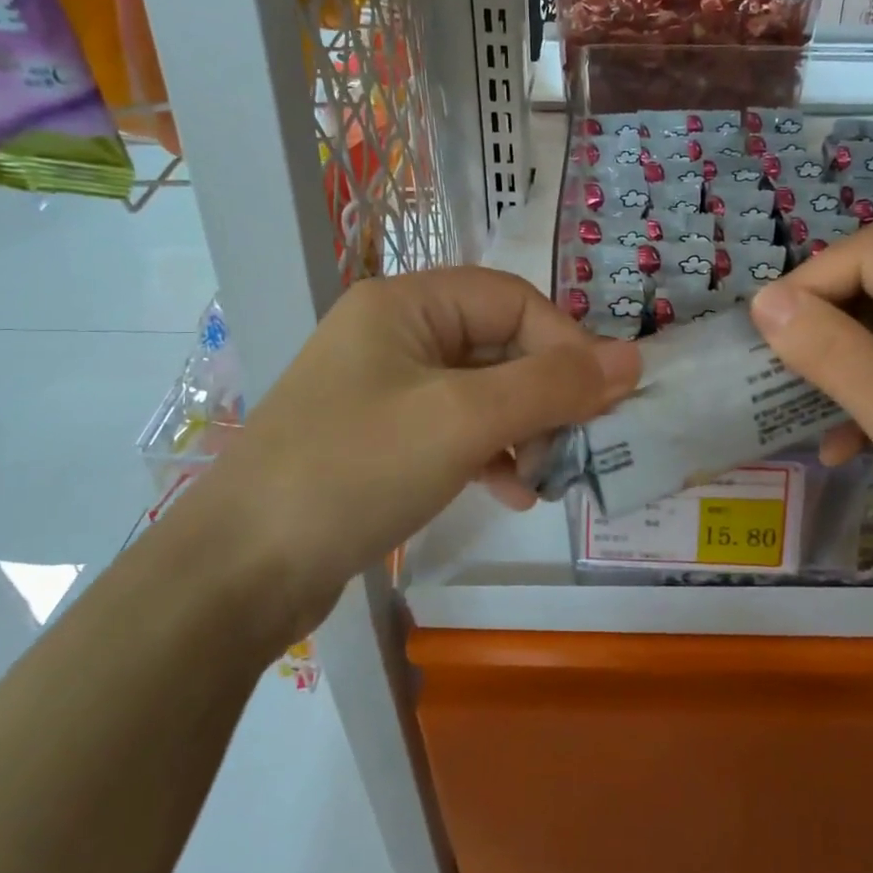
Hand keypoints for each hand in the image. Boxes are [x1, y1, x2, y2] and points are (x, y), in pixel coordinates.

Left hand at [175, 268, 639, 644]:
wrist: (240, 572)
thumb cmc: (355, 471)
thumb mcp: (463, 420)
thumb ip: (552, 385)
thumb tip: (633, 357)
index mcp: (406, 304)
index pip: (513, 300)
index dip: (565, 344)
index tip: (602, 400)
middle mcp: (395, 334)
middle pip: (500, 345)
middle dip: (546, 394)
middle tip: (578, 445)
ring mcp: (386, 389)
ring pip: (483, 391)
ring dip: (524, 428)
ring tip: (545, 477)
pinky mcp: (383, 439)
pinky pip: (457, 430)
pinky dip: (491, 454)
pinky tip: (511, 493)